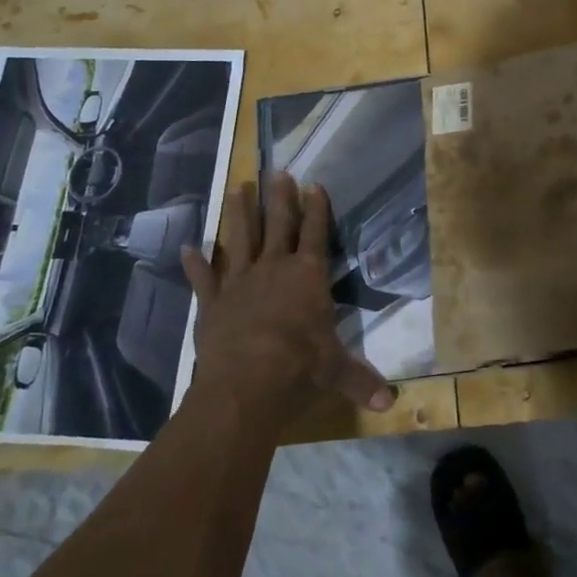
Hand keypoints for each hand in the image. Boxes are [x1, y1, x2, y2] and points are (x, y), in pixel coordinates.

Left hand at [181, 174, 395, 427]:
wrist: (246, 383)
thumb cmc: (299, 368)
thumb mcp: (336, 372)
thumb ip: (360, 381)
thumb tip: (390, 404)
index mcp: (308, 277)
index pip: (316, 234)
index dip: (317, 209)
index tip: (314, 184)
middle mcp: (274, 269)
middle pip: (278, 225)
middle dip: (280, 198)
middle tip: (277, 172)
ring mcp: (239, 282)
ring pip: (239, 239)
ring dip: (238, 214)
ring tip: (237, 187)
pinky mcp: (212, 303)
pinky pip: (203, 278)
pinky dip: (195, 263)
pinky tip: (187, 248)